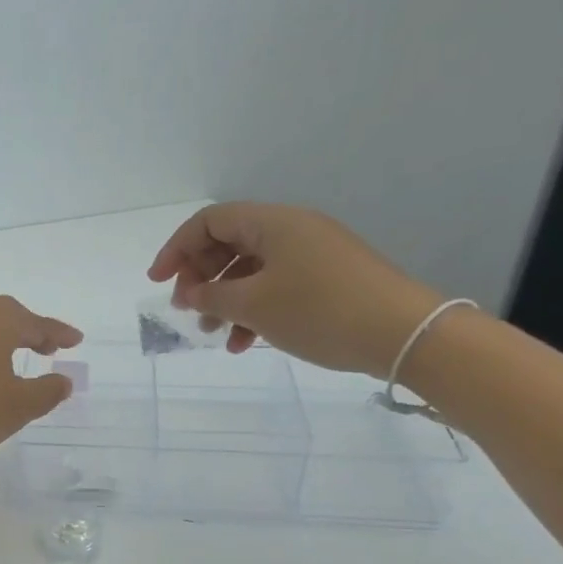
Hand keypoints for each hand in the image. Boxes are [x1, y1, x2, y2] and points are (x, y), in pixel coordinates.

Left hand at [0, 296, 83, 478]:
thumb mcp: (17, 407)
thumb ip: (47, 391)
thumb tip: (63, 380)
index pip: (35, 322)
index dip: (59, 333)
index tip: (76, 340)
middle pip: (4, 315)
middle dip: (29, 331)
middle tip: (48, 349)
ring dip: (0, 340)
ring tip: (14, 362)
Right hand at [148, 203, 444, 376]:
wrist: (404, 334)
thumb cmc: (321, 311)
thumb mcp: (255, 306)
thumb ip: (213, 295)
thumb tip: (190, 291)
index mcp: (273, 223)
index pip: (209, 221)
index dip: (177, 249)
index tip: (158, 282)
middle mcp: (292, 229)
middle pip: (229, 243)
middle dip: (200, 277)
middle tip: (187, 310)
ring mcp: (313, 254)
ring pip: (251, 269)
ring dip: (225, 299)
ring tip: (214, 334)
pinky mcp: (328, 278)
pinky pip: (276, 285)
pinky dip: (254, 309)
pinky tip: (246, 343)